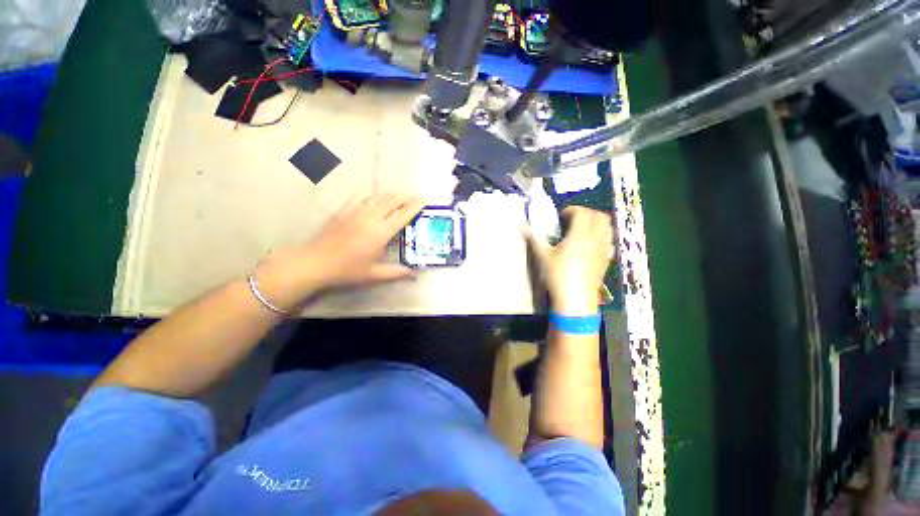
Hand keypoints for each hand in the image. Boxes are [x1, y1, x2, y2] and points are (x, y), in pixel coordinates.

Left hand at [254, 194, 424, 310]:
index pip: (402, 215)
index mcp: (380, 233)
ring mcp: (355, 212)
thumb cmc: (346, 270)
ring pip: (377, 197)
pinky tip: (372, 198)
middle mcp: (370, 218)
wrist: (314, 263)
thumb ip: (394, 273)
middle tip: (413, 196)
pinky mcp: (343, 211)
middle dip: (405, 196)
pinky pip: (360, 197)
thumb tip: (412, 272)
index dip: (414, 207)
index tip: (424, 201)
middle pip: (391, 200)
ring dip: (390, 195)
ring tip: (398, 196)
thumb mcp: (372, 275)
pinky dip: (370, 196)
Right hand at [529, 206, 613, 315]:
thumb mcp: (543, 257)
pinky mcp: (607, 258)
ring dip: (596, 222)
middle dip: (586, 213)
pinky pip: (609, 239)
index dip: (572, 210)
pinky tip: (591, 243)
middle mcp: (595, 238)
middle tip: (572, 219)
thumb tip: (522, 226)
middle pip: (598, 216)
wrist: (576, 299)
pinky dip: (602, 234)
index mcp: (580, 235)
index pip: (582, 213)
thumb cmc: (558, 276)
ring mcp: (604, 249)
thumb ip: (534, 238)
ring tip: (582, 229)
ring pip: (607, 226)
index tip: (562, 216)